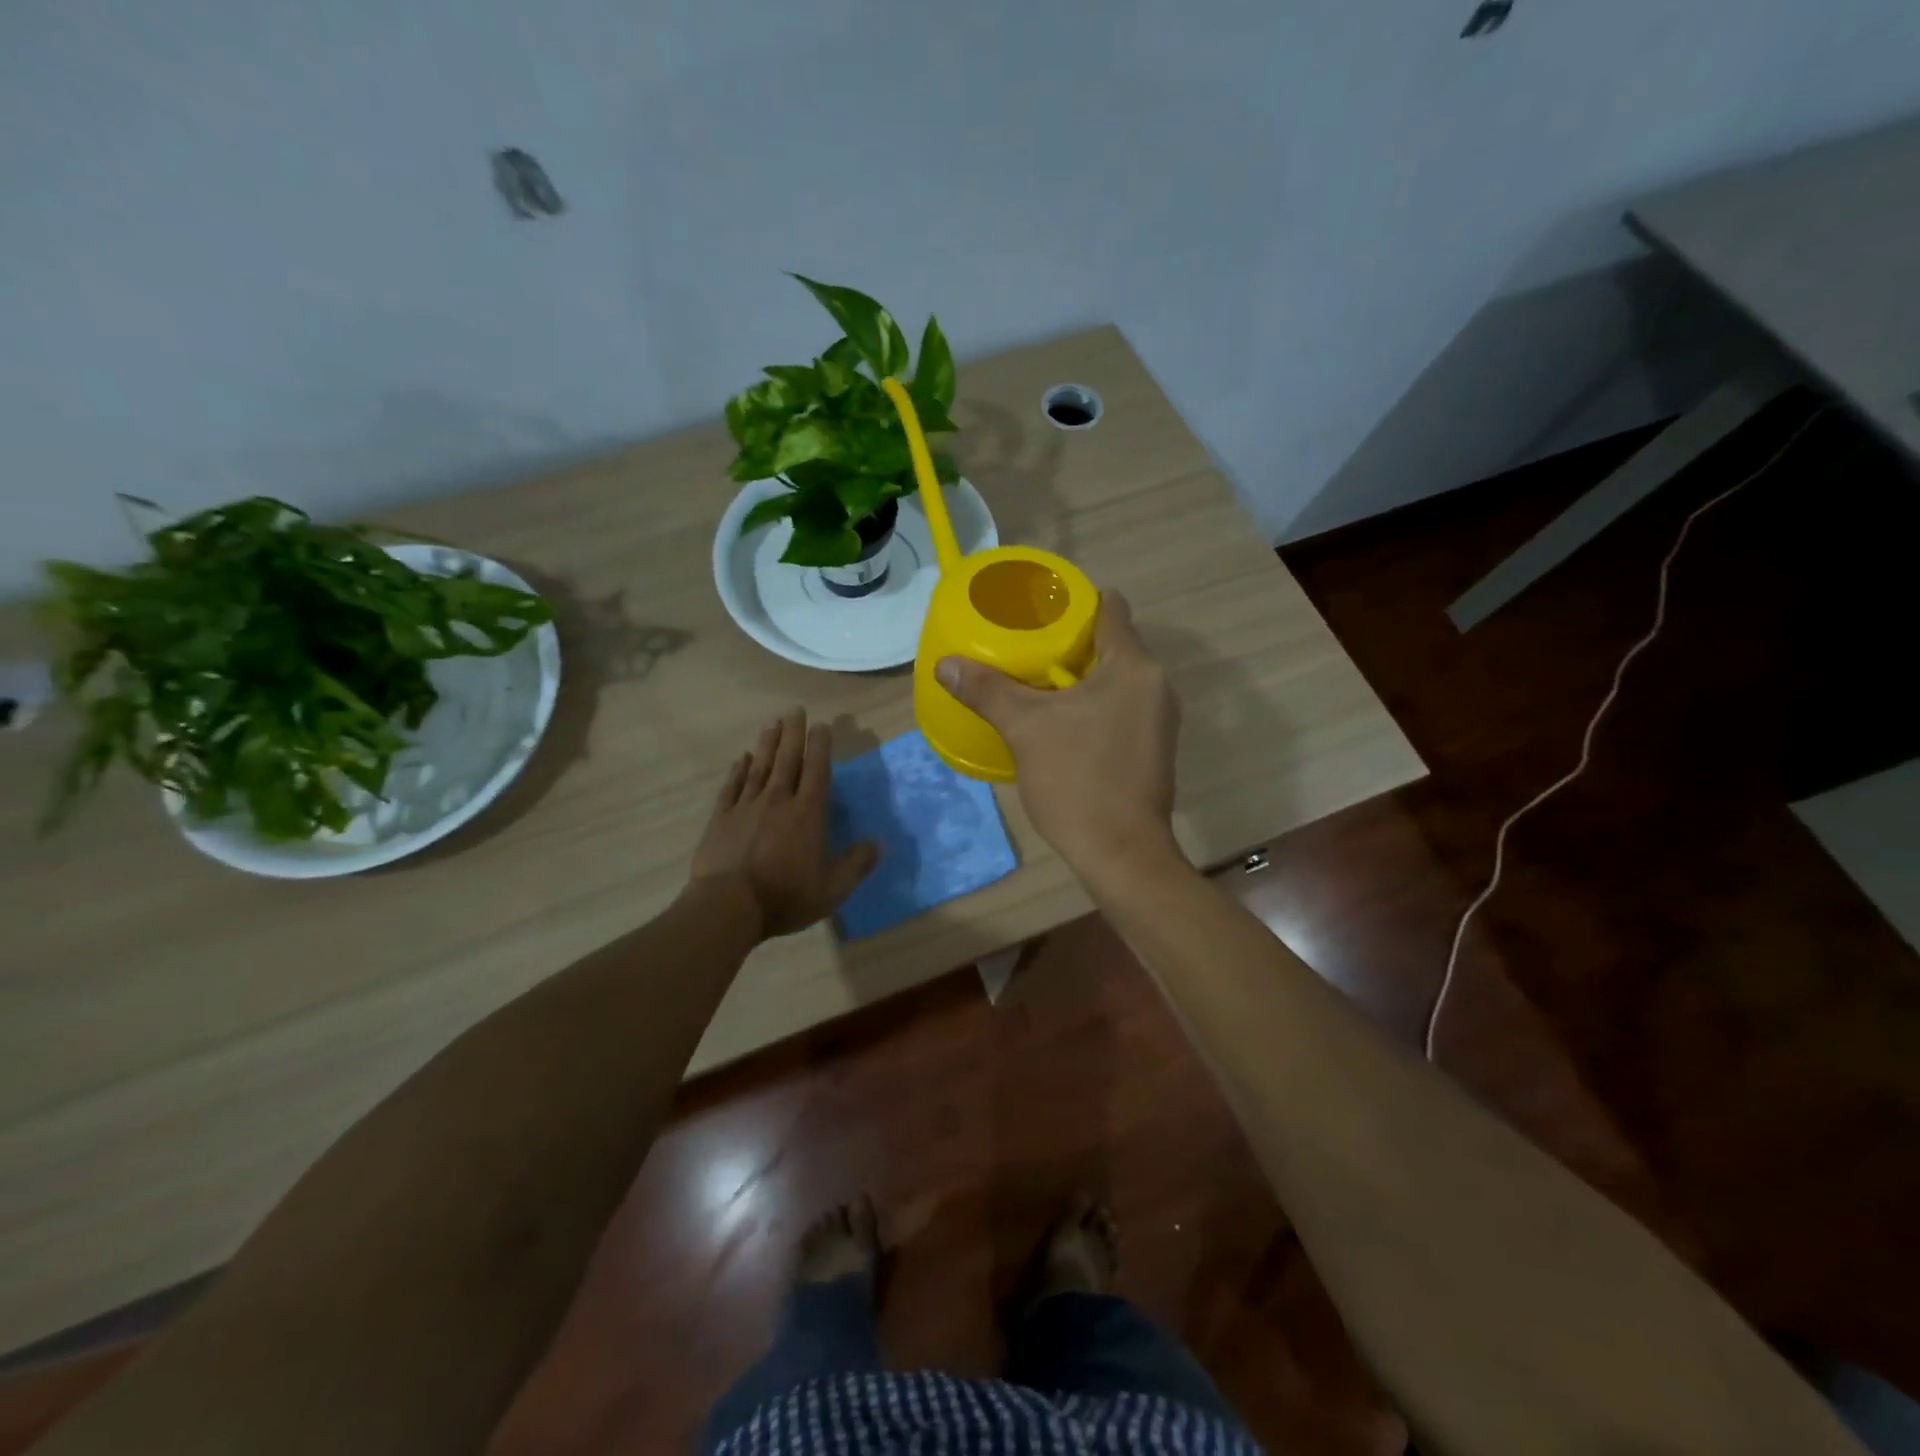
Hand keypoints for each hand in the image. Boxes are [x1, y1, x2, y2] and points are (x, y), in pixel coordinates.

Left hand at [690, 708, 878, 937]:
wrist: (728, 906)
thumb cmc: (785, 896)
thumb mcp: (833, 889)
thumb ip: (857, 864)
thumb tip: (877, 843)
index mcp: (808, 813)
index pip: (817, 770)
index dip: (821, 746)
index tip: (822, 725)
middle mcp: (778, 800)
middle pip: (788, 759)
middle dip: (793, 733)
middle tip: (795, 710)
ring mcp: (746, 806)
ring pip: (760, 766)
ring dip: (768, 743)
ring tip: (772, 723)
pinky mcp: (722, 818)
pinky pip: (732, 786)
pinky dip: (738, 770)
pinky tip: (742, 759)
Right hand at [935, 592, 1182, 883]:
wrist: (1121, 853)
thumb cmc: (1078, 780)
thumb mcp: (1025, 729)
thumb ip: (987, 690)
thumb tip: (945, 664)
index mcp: (1134, 667)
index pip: (1111, 609)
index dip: (1076, 601)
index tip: (1041, 608)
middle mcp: (1156, 685)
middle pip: (1113, 645)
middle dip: (1071, 643)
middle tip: (1027, 646)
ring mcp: (1160, 719)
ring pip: (1116, 679)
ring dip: (1081, 677)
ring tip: (1036, 681)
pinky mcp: (1154, 747)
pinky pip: (1121, 707)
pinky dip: (1094, 705)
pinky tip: (1061, 721)